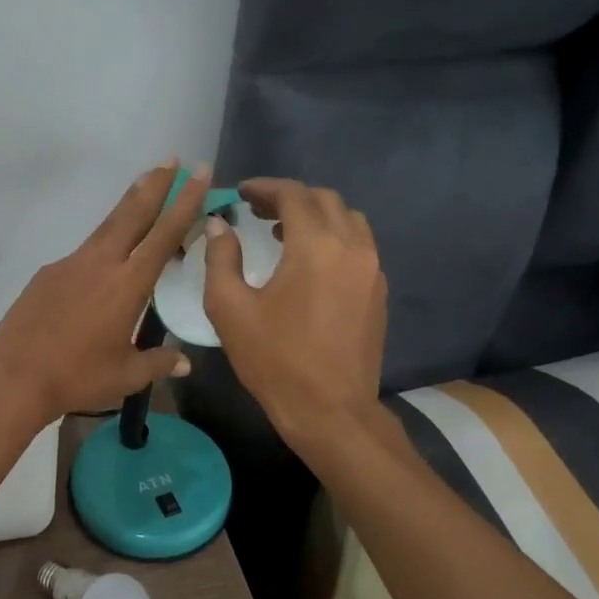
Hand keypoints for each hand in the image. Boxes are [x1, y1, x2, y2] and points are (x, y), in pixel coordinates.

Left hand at [0, 162, 208, 424]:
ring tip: (143, 186)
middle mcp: (100, 264)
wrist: (15, 375)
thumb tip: (184, 361)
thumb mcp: (125, 376)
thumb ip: (158, 363)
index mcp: (127, 285)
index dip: (185, 202)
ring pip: (106, 227)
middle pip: (132, 214)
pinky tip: (102, 263)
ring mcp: (70, 264)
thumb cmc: (77, 377)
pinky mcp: (48, 273)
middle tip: (171, 159)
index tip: (198, 173)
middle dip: (155, 185)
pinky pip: (83, 252)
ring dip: (128, 205)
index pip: (164, 235)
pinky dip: (101, 245)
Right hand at [201, 178, 387, 445]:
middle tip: (256, 210)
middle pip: (325, 200)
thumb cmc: (275, 360)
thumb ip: (221, 258)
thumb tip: (219, 225)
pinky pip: (358, 246)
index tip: (240, 194)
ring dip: (315, 216)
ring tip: (283, 232)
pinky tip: (308, 263)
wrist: (331, 411)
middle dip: (290, 198)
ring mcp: (372, 269)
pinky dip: (333, 238)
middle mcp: (352, 247)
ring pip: (348, 220)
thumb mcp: (230, 309)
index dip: (264, 188)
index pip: (294, 195)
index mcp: (316, 246)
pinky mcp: (378, 292)